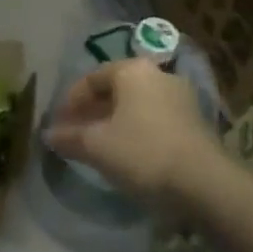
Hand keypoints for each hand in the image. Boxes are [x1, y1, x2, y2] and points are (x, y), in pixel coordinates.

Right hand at [43, 58, 222, 207]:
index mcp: (133, 70)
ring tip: (98, 146)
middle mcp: (158, 75)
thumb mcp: (97, 146)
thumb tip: (48, 134)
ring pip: (136, 105)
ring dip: (114, 122)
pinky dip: (136, 130)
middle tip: (75, 134)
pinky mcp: (195, 121)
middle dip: (92, 111)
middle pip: (116, 90)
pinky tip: (128, 153)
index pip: (91, 78)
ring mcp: (181, 97)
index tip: (58, 123)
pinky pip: (155, 119)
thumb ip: (69, 137)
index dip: (70, 101)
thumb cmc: (142, 153)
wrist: (204, 181)